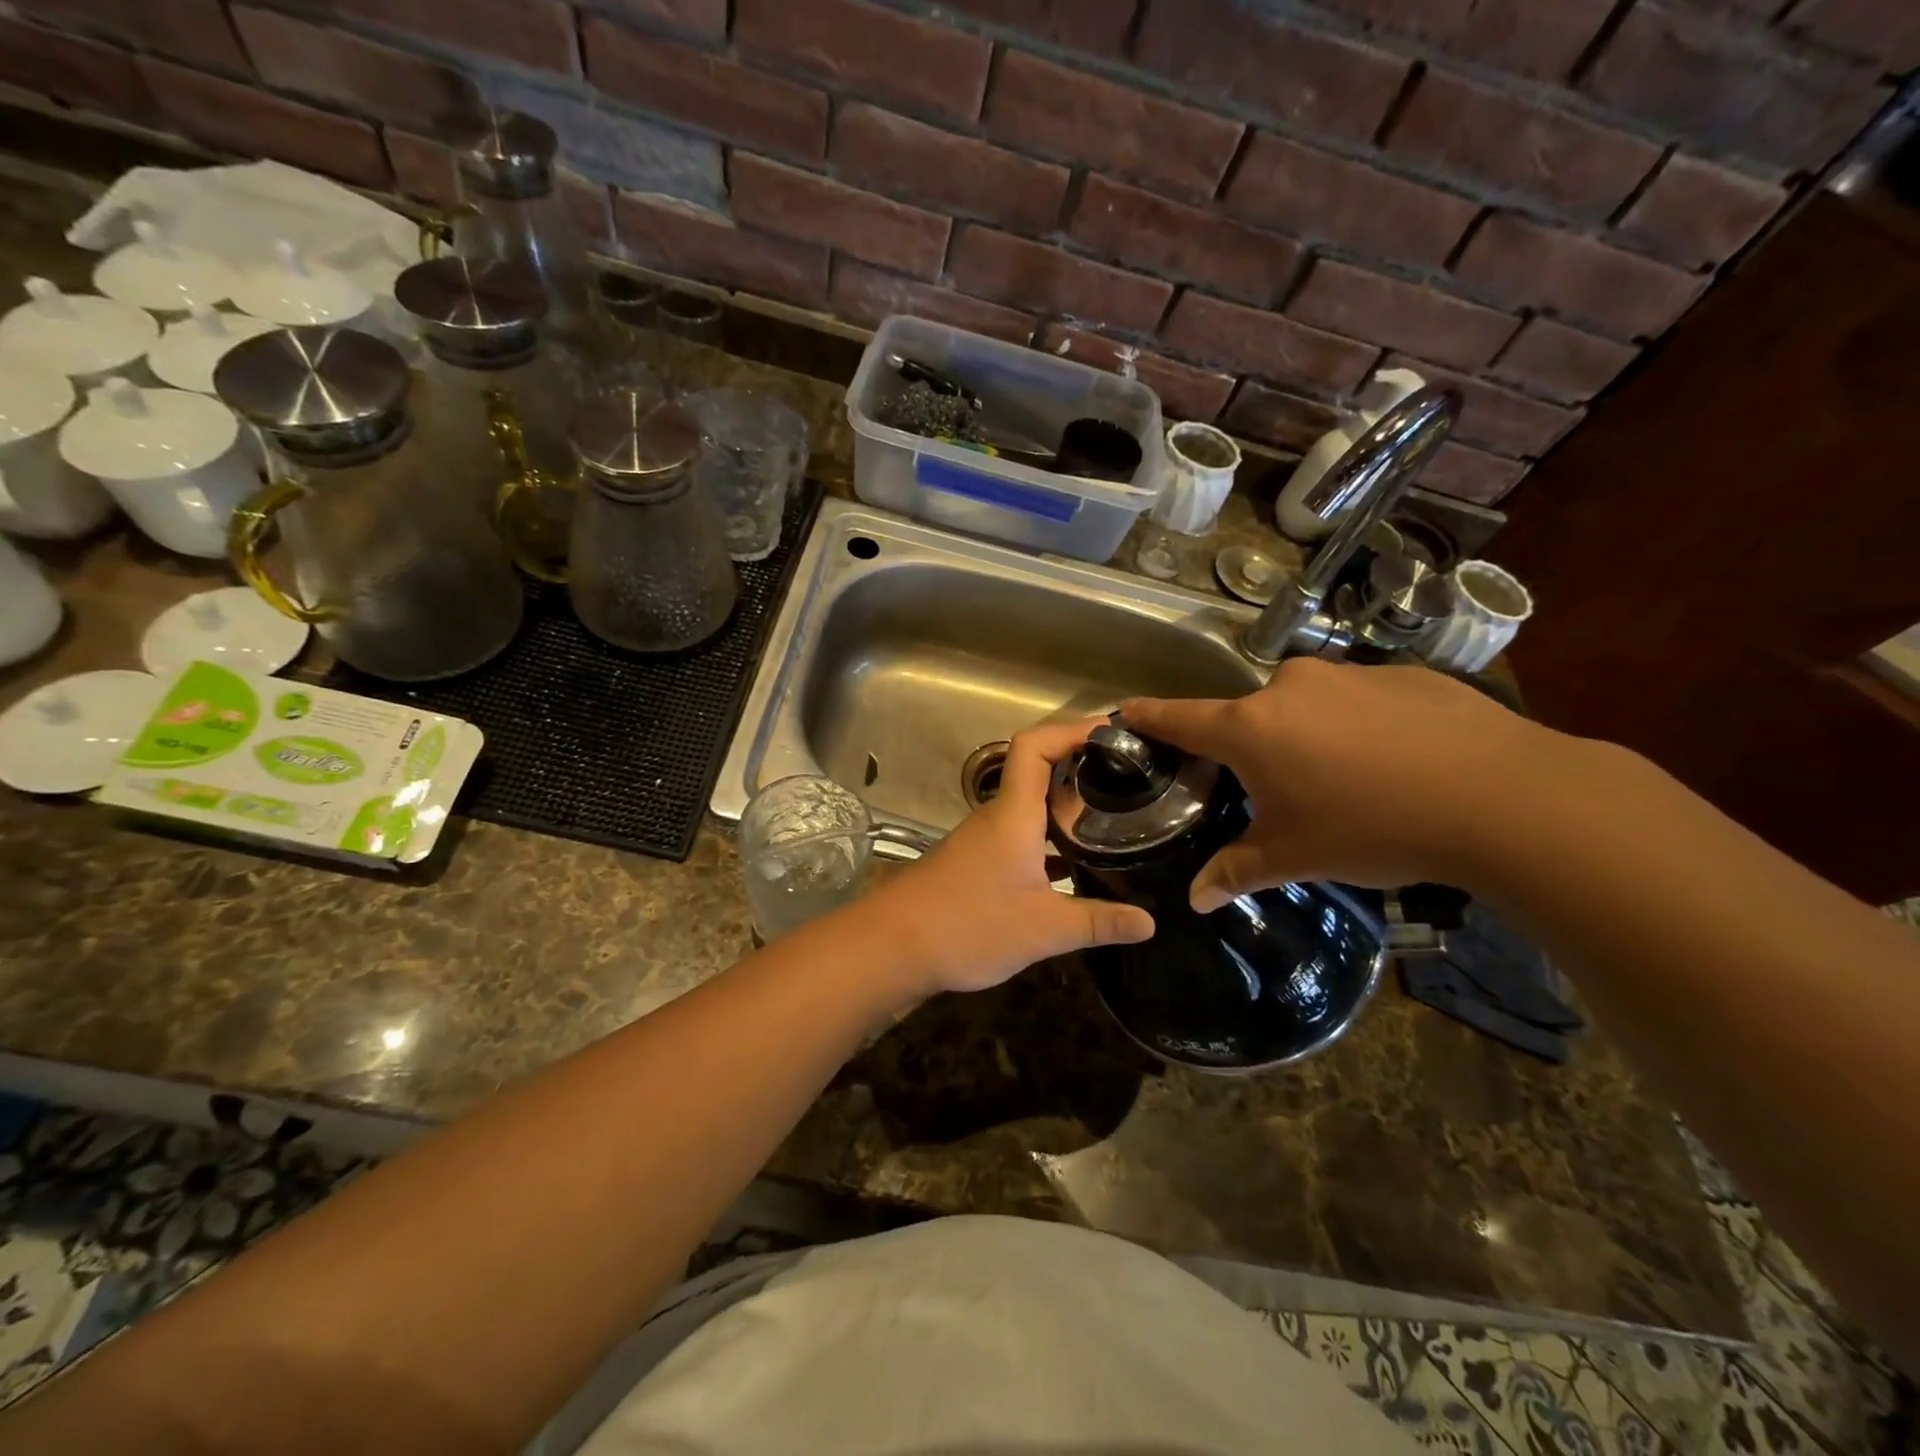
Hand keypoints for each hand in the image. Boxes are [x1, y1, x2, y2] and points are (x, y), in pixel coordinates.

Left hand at [865, 719, 1154, 996]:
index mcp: (1013, 814)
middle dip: (1082, 766)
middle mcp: (997, 816)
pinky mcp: (978, 862)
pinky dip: (1050, 839)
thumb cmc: (968, 925)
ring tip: (1114, 817)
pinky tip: (1077, 865)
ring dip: (1067, 805)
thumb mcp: (1042, 929)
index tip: (1111, 733)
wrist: (893, 947)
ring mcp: (984, 839)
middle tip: (1130, 778)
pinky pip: (1022, 835)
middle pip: (1038, 771)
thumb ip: (1097, 923)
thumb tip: (1150, 923)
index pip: (1035, 746)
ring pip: (1031, 806)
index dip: (1071, 730)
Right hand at [1123, 659, 1575, 909]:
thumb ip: (1237, 870)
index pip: (1179, 717)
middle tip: (1282, 792)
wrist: (1503, 797)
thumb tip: (1195, 901)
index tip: (1125, 712)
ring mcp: (1349, 674)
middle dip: (1253, 749)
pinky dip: (1361, 726)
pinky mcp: (1403, 674)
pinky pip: (1359, 699)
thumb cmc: (1373, 827)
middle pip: (1249, 717)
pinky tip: (1399, 763)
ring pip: (1307, 706)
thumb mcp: (1296, 855)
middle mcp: (1290, 687)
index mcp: (1251, 728)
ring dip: (1311, 736)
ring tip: (1351, 782)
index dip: (1148, 717)